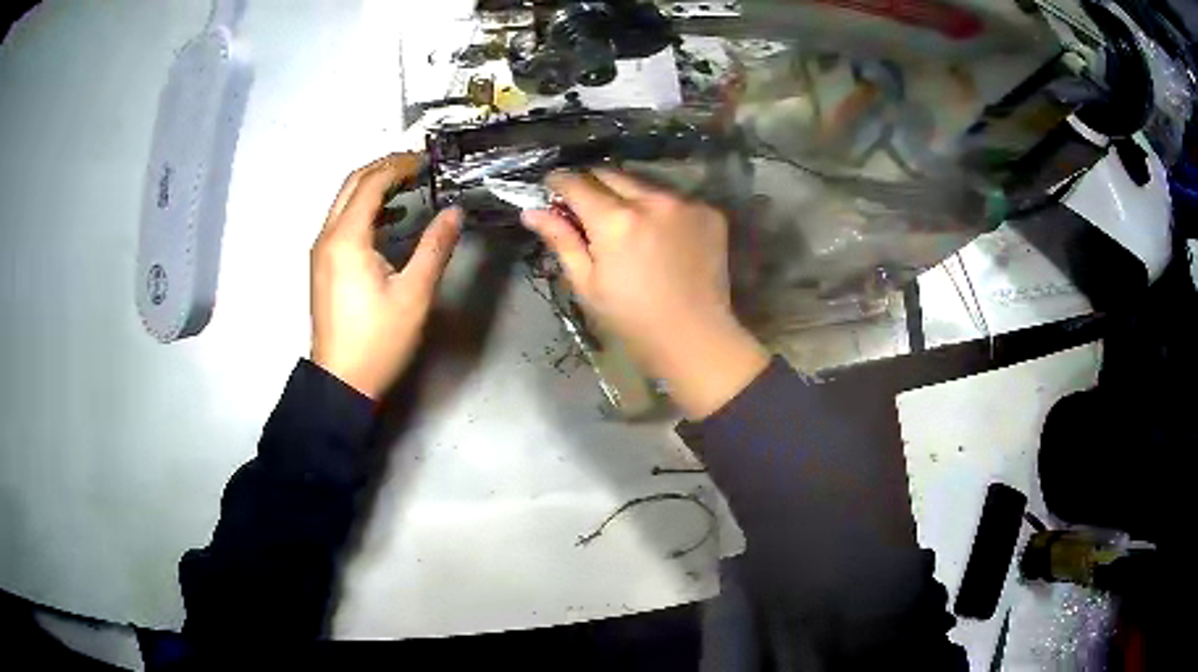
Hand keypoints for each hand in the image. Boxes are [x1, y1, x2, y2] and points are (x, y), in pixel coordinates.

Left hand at [310, 153, 461, 399]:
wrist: (341, 382)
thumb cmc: (378, 340)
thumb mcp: (414, 294)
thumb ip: (435, 247)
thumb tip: (455, 212)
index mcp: (347, 238)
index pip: (371, 183)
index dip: (400, 165)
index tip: (429, 162)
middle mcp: (327, 237)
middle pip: (353, 184)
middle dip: (385, 168)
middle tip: (419, 167)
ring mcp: (321, 252)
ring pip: (345, 202)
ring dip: (375, 187)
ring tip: (410, 186)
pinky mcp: (323, 266)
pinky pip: (343, 222)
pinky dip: (366, 210)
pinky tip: (391, 219)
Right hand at [522, 170, 768, 418]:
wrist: (695, 338)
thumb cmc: (632, 319)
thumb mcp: (587, 284)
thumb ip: (562, 240)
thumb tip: (531, 212)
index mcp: (615, 220)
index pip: (576, 183)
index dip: (559, 183)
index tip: (552, 188)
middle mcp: (652, 200)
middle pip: (610, 174)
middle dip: (592, 184)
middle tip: (588, 209)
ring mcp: (686, 203)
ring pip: (644, 183)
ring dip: (628, 195)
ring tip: (628, 224)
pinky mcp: (710, 212)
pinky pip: (675, 198)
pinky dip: (661, 208)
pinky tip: (662, 236)